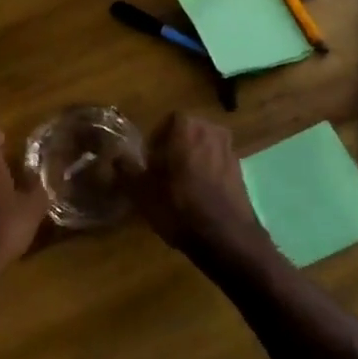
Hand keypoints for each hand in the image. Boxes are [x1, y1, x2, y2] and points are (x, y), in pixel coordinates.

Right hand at [123, 113, 277, 268]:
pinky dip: (207, 172)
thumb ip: (127, 169)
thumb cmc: (179, 208)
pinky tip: (199, 195)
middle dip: (174, 147)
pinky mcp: (240, 171)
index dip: (156, 140)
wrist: (225, 237)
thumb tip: (117, 156)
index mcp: (187, 127)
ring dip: (191, 159)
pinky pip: (217, 163)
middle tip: (161, 172)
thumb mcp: (142, 191)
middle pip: (187, 132)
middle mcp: (211, 130)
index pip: (167, 121)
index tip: (149, 161)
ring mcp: (230, 150)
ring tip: (180, 185)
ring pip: (203, 147)